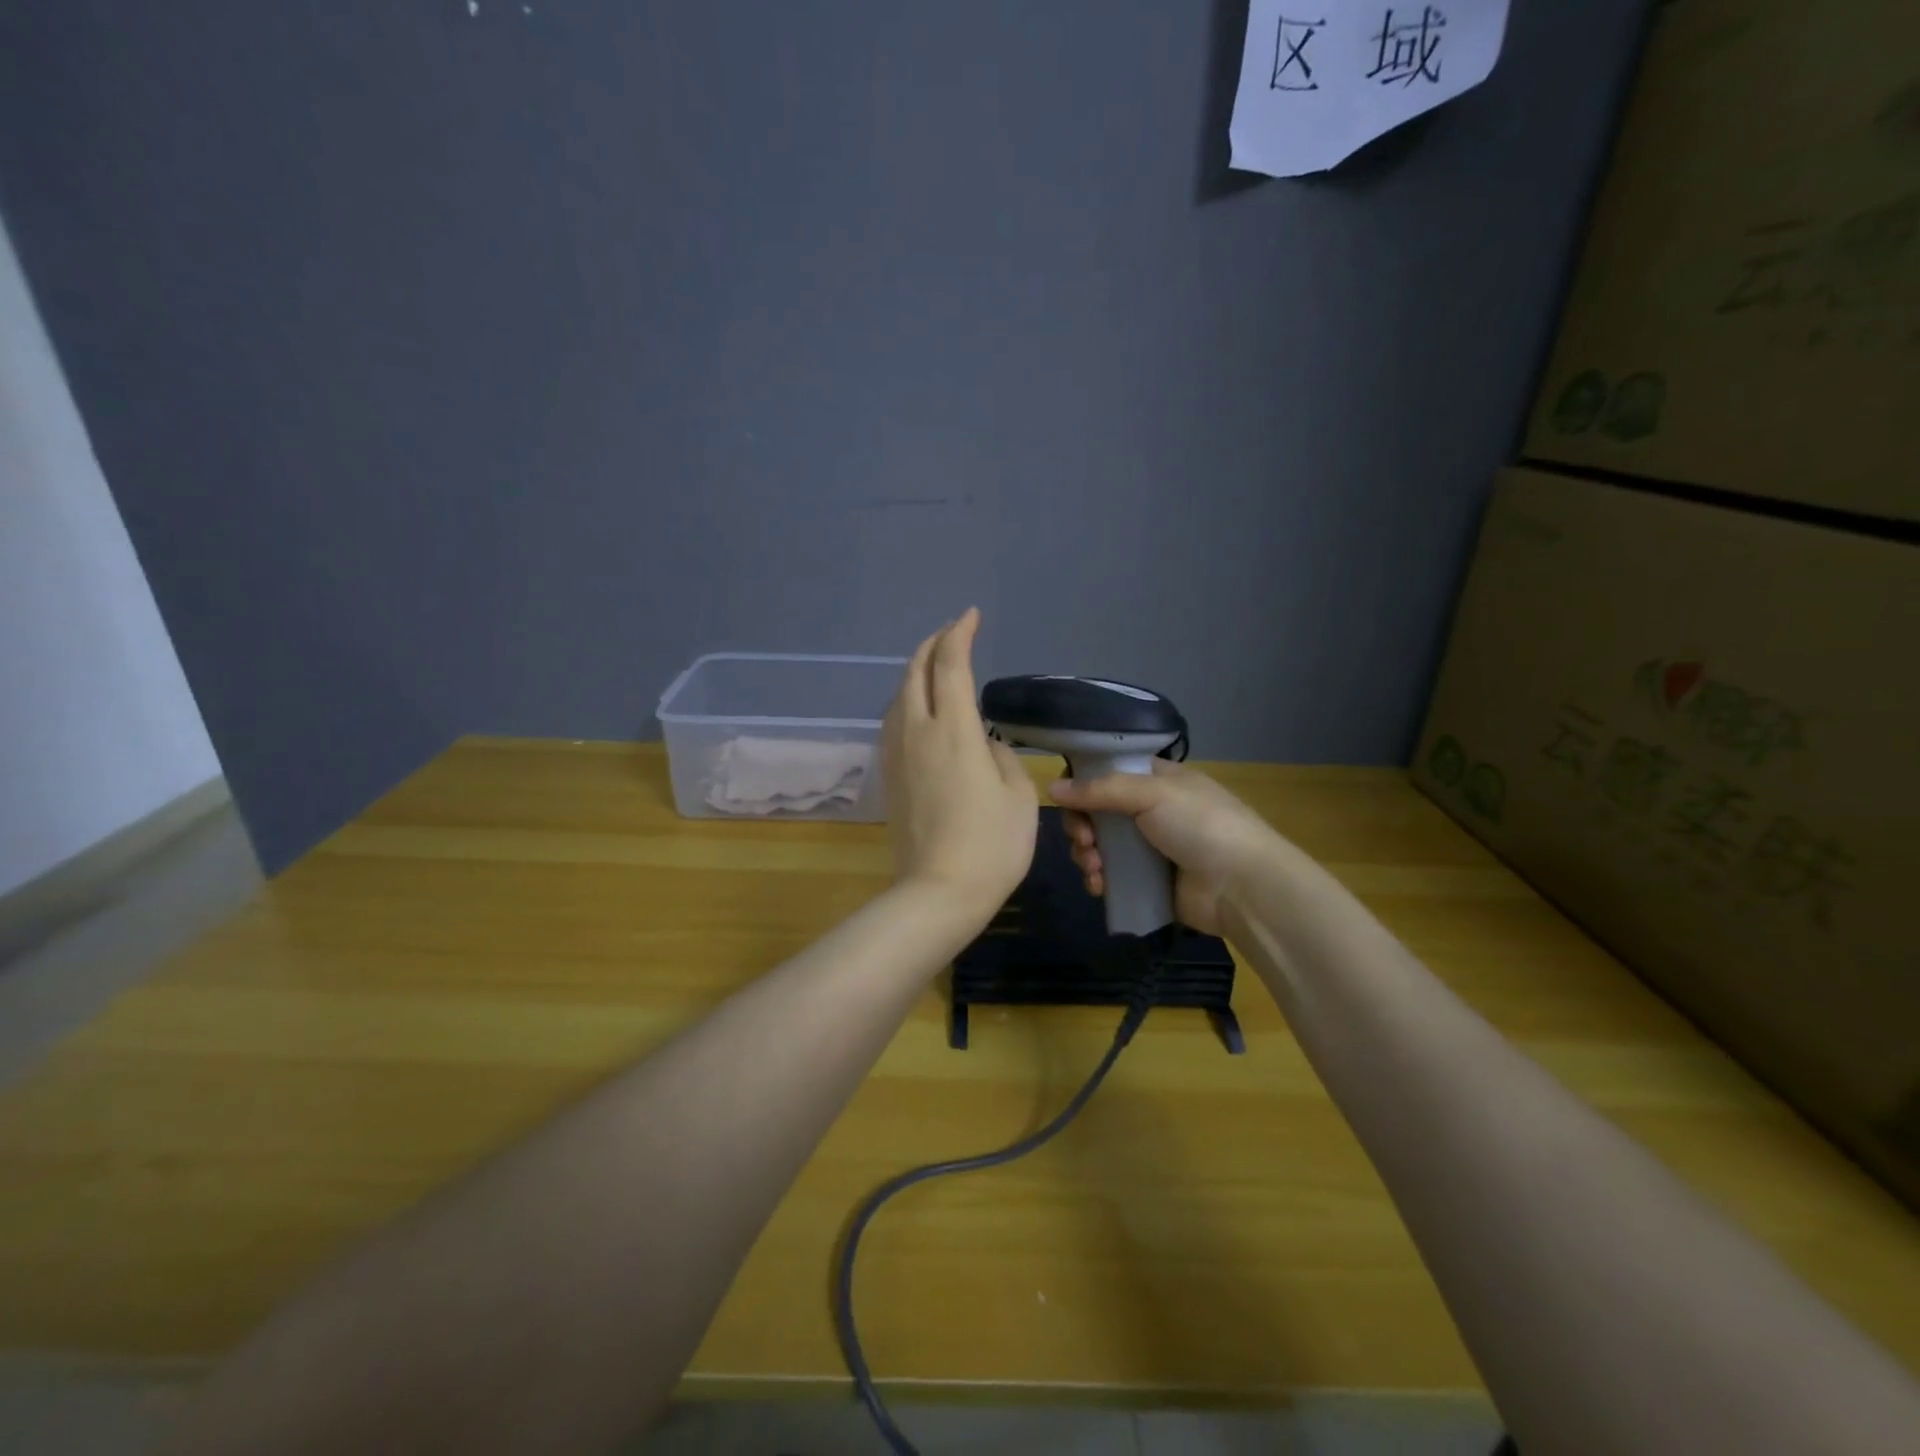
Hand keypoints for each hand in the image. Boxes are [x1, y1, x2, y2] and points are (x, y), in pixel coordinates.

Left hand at [880, 609, 1038, 919]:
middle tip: (951, 634)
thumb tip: (983, 744)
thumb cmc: (991, 845)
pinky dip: (906, 701)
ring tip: (934, 666)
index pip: (952, 665)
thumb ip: (1002, 757)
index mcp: (954, 731)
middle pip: (916, 672)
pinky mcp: (888, 777)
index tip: (971, 616)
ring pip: (898, 696)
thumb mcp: (1018, 796)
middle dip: (932, 645)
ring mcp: (897, 755)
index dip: (960, 634)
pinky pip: (893, 722)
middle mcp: (918, 732)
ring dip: (915, 672)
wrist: (938, 893)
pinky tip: (918, 709)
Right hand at [1049, 761, 1276, 935]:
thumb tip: (1052, 787)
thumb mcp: (1152, 794)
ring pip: (1098, 845)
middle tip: (1084, 839)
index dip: (1083, 782)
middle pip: (1096, 811)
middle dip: (1081, 825)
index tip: (1068, 797)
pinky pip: (1109, 875)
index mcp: (1157, 780)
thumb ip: (1100, 789)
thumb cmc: (1201, 825)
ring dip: (1087, 854)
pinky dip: (1097, 878)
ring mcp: (1148, 848)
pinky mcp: (1146, 881)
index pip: (1108, 771)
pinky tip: (1098, 885)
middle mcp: (1150, 810)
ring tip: (1095, 867)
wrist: (1242, 886)